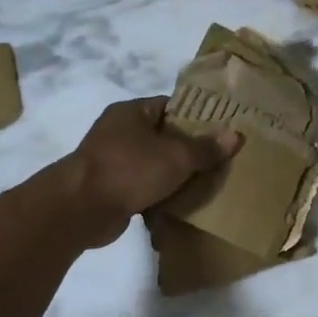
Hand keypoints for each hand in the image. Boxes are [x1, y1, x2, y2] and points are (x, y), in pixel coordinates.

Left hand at [62, 98, 238, 246]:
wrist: (81, 209)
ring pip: (153, 165)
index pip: (170, 106)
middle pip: (163, 138)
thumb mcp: (176, 157)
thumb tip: (236, 135)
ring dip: (173, 178)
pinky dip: (158, 197)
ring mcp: (111, 161)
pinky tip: (180, 208)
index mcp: (131, 112)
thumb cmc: (129, 170)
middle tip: (218, 163)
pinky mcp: (109, 190)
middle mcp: (118, 132)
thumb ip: (206, 148)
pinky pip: (142, 189)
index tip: (220, 133)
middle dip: (188, 152)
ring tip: (205, 186)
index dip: (196, 118)